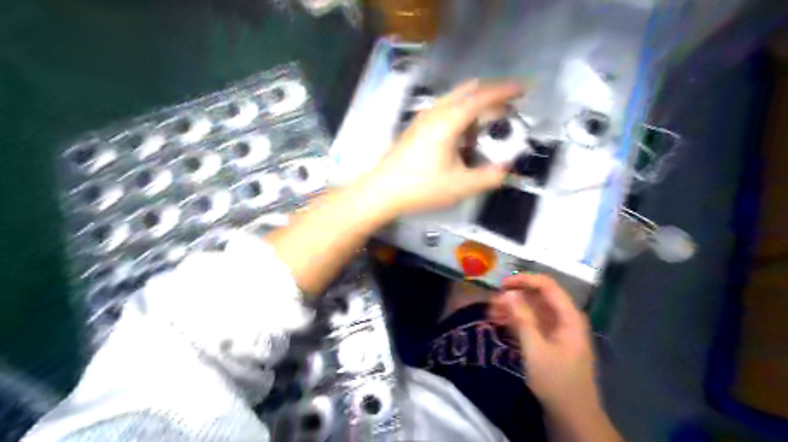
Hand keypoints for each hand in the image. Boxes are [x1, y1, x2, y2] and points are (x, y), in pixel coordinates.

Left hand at [361, 80, 522, 216]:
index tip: (525, 88)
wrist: (382, 191)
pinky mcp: (415, 128)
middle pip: (467, 92)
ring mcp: (422, 119)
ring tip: (486, 127)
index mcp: (448, 121)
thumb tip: (506, 170)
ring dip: (474, 108)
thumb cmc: (421, 187)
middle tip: (509, 108)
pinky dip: (459, 116)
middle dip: (491, 96)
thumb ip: (489, 177)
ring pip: (454, 101)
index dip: (506, 91)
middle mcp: (435, 112)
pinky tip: (462, 138)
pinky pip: (443, 111)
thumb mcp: (461, 186)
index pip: (482, 97)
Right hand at [487, 274, 597, 412]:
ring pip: (532, 311)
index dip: (523, 280)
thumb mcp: (535, 350)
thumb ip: (522, 319)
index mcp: (568, 316)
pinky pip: (531, 324)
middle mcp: (564, 319)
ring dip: (511, 310)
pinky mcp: (549, 343)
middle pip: (538, 297)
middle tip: (491, 304)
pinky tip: (499, 324)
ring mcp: (557, 331)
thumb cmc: (557, 383)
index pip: (546, 285)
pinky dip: (515, 322)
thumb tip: (508, 293)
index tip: (501, 285)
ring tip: (491, 315)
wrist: (573, 419)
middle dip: (513, 297)